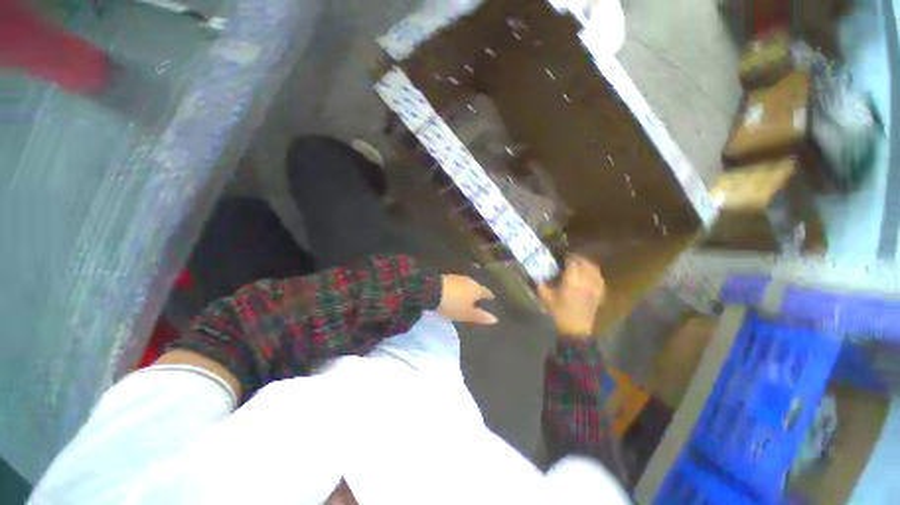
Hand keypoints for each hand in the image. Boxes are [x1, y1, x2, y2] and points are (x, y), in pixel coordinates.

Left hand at [438, 275, 497, 324]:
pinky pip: (455, 285)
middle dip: (476, 293)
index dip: (488, 296)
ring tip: (465, 298)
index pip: (486, 292)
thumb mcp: (467, 314)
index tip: (491, 298)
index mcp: (476, 288)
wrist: (432, 291)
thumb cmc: (454, 304)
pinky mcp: (445, 278)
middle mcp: (469, 280)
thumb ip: (480, 316)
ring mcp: (456, 278)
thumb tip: (495, 319)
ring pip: (464, 285)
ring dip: (465, 291)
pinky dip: (456, 290)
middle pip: (475, 287)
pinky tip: (453, 294)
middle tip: (478, 300)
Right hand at [537, 255, 604, 337]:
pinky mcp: (599, 294)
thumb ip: (541, 285)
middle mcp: (585, 283)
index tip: (563, 255)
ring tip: (580, 263)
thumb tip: (538, 276)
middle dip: (578, 258)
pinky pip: (600, 279)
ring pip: (594, 270)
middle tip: (570, 257)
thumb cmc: (559, 313)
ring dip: (587, 264)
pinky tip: (591, 273)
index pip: (573, 264)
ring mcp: (594, 288)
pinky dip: (595, 273)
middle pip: (585, 264)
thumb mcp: (546, 299)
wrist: (575, 329)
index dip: (568, 257)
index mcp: (571, 283)